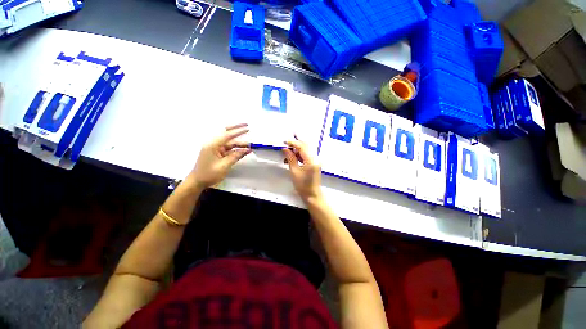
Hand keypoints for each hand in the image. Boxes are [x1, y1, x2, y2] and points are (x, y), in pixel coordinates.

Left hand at [187, 124, 250, 189]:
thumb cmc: (209, 174)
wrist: (198, 182)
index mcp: (212, 145)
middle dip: (237, 130)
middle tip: (246, 126)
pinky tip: (243, 150)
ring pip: (229, 143)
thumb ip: (236, 156)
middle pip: (227, 134)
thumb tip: (247, 150)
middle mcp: (214, 144)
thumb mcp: (224, 165)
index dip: (238, 131)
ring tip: (250, 146)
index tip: (247, 128)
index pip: (227, 135)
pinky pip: (228, 149)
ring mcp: (215, 149)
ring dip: (239, 144)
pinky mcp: (217, 153)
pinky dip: (236, 149)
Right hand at [282, 139, 322, 202]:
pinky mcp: (315, 163)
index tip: (285, 142)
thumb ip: (290, 158)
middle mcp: (315, 158)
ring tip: (288, 152)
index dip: (293, 143)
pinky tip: (293, 157)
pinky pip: (307, 155)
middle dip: (295, 144)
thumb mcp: (294, 171)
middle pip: (306, 146)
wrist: (312, 195)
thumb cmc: (303, 186)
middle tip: (286, 144)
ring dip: (297, 149)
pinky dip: (300, 154)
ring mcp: (316, 161)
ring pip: (306, 150)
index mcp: (311, 161)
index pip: (302, 147)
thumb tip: (286, 149)